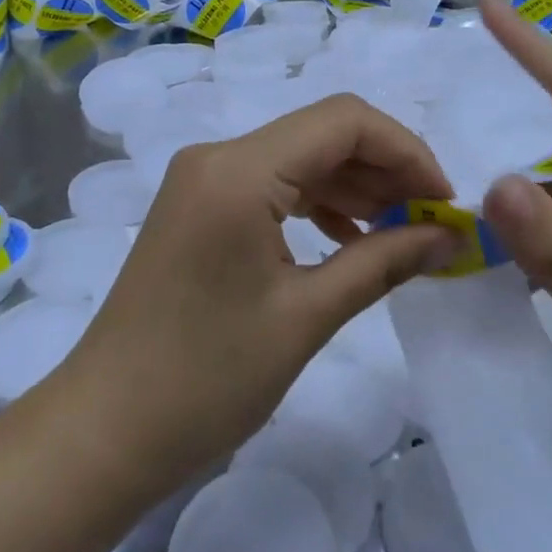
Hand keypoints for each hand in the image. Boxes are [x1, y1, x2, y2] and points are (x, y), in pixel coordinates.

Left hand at [59, 93, 456, 499]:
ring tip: (399, 234)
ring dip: (354, 186)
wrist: (104, 430)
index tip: (444, 204)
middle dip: (385, 170)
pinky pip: (271, 185)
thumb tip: (447, 237)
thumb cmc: (205, 379)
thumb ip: (382, 262)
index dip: (406, 152)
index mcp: (238, 171)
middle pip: (322, 133)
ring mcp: (202, 181)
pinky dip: (317, 203)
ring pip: (299, 158)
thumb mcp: (305, 317)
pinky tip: (347, 238)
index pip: (344, 122)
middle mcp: (217, 157)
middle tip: (431, 224)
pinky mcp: (198, 208)